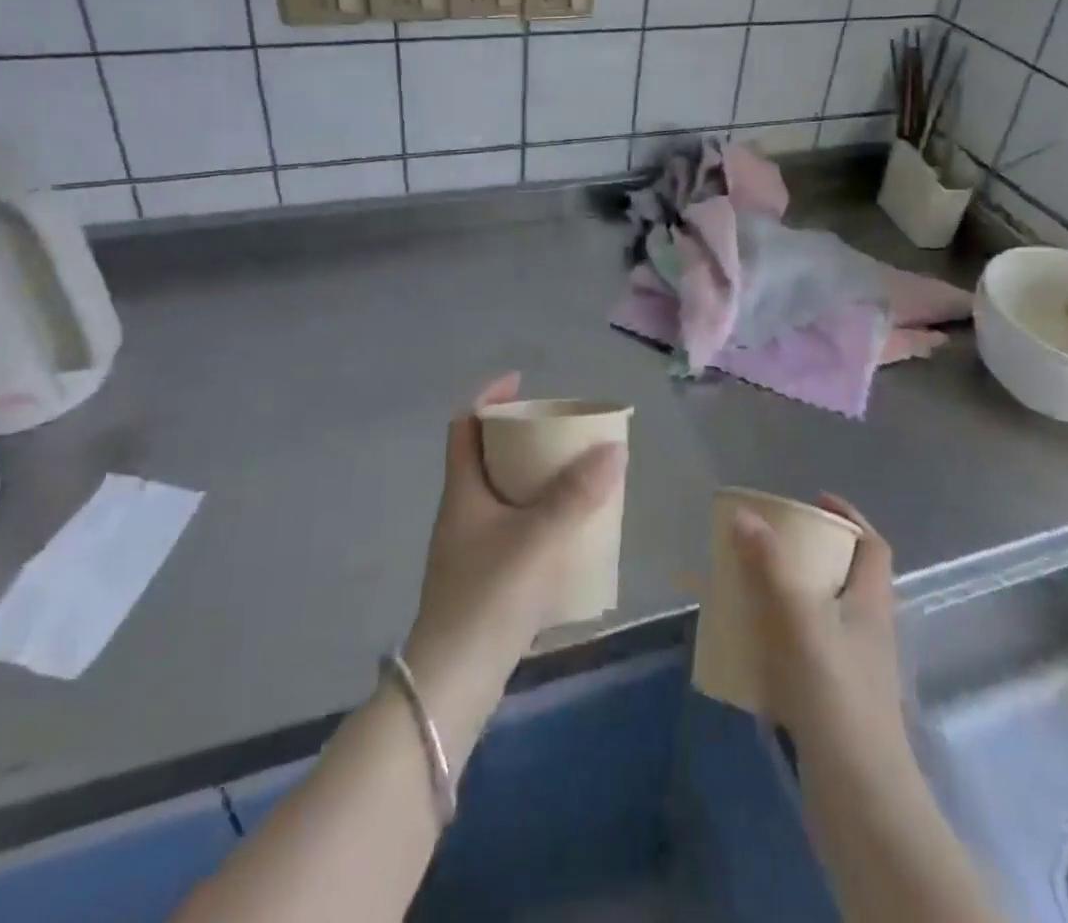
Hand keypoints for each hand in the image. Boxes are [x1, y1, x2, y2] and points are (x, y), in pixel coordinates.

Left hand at [403, 374, 626, 745]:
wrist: (453, 684)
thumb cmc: (490, 595)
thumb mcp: (539, 537)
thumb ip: (578, 494)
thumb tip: (614, 449)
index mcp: (463, 490)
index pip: (465, 425)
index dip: (490, 398)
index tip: (522, 384)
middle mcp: (460, 512)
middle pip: (485, 457)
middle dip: (520, 439)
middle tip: (558, 434)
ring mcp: (468, 549)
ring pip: (499, 496)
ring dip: (530, 480)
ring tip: (570, 478)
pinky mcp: (481, 580)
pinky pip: (510, 529)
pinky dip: (534, 518)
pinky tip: (564, 534)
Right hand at [730, 493, 905, 750]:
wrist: (858, 796)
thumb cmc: (835, 695)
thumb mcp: (798, 619)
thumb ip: (769, 566)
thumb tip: (745, 515)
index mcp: (872, 604)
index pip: (873, 546)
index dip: (849, 517)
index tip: (812, 501)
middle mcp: (868, 631)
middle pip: (845, 576)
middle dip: (808, 553)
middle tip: (768, 542)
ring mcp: (853, 669)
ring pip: (822, 614)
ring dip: (789, 594)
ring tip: (751, 586)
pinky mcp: (834, 700)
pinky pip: (806, 649)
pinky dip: (780, 636)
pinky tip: (751, 644)